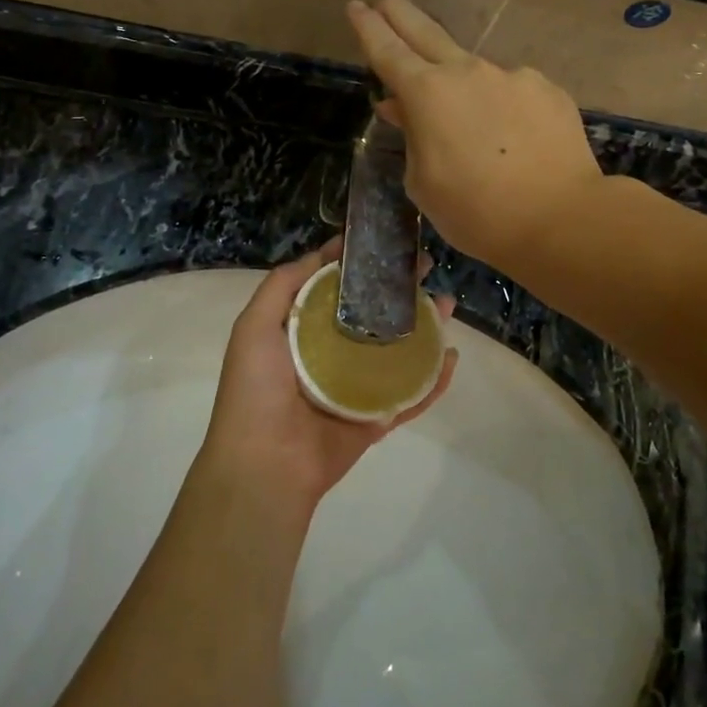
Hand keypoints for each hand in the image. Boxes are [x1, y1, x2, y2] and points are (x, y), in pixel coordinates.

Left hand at [202, 236, 458, 508]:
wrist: (266, 464)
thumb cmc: (256, 389)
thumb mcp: (255, 325)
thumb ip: (283, 285)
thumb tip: (323, 253)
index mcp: (302, 332)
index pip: (336, 290)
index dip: (359, 266)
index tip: (385, 242)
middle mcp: (331, 354)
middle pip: (373, 315)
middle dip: (399, 291)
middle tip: (426, 267)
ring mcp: (357, 387)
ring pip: (398, 351)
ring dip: (424, 327)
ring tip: (448, 303)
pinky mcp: (376, 417)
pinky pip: (410, 395)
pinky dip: (433, 380)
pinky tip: (451, 357)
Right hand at [346, 0, 603, 271]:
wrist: (561, 219)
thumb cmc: (476, 212)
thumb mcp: (423, 182)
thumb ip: (411, 136)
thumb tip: (400, 107)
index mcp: (427, 94)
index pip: (388, 50)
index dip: (368, 27)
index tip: (356, 6)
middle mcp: (468, 72)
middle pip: (426, 32)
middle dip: (401, 15)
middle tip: (386, 2)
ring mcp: (513, 76)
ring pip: (474, 71)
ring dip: (462, 85)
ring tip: (469, 127)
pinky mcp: (548, 90)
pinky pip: (512, 91)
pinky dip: (502, 107)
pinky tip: (512, 138)